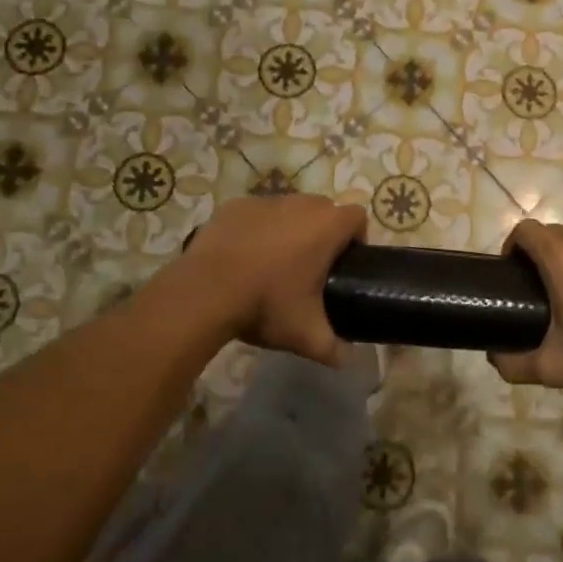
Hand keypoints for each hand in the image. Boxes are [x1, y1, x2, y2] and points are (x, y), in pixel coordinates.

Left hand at [182, 195, 368, 365]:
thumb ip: (334, 349)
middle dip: (323, 231)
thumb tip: (346, 360)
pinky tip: (244, 256)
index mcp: (326, 226)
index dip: (357, 237)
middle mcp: (299, 204)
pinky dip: (257, 229)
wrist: (204, 293)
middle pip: (324, 209)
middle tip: (312, 267)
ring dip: (290, 228)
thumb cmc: (266, 305)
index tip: (346, 263)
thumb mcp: (306, 336)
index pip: (358, 217)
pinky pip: (256, 213)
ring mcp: (264, 201)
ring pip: (288, 209)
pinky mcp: (234, 206)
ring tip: (275, 263)